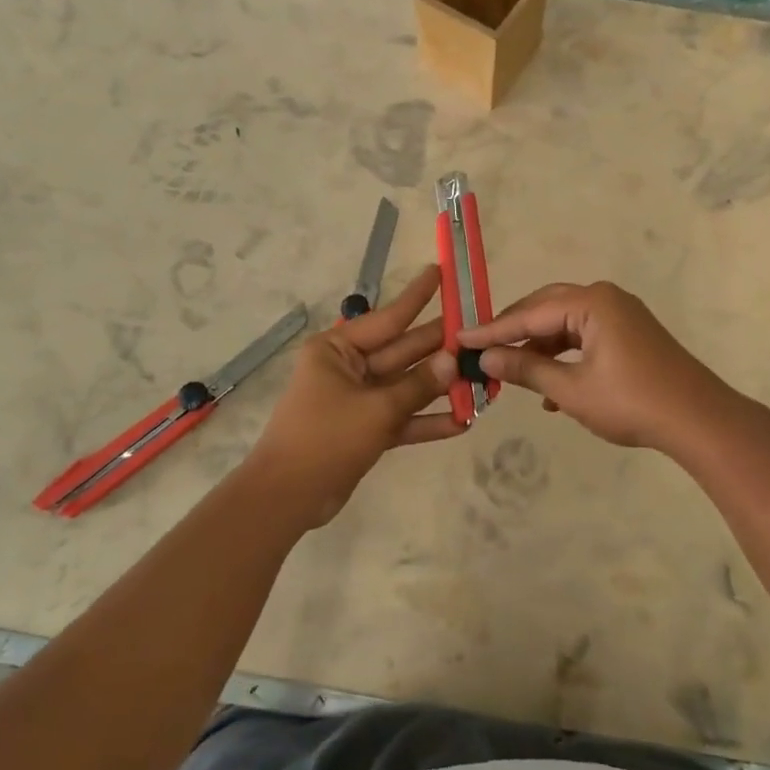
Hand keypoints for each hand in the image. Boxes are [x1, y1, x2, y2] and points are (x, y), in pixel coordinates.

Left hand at [245, 266, 462, 526]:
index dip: (418, 297)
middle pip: (402, 352)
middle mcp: (348, 368)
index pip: (387, 318)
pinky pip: (402, 418)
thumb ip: (418, 385)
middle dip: (440, 347)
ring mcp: (358, 400)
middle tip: (479, 333)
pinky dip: (427, 421)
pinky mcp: (366, 429)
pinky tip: (462, 422)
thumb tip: (454, 361)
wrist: (288, 497)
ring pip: (406, 386)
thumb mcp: (377, 409)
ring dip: (440, 387)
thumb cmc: (326, 438)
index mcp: (338, 349)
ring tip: (481, 378)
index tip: (442, 273)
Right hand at [457, 281, 733, 451]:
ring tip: (512, 375)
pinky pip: (585, 337)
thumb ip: (526, 370)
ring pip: (566, 325)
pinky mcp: (630, 334)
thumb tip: (485, 359)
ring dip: (539, 349)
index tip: (459, 338)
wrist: (698, 420)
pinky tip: (551, 392)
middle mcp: (605, 299)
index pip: (529, 313)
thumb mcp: (571, 390)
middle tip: (481, 350)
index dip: (492, 330)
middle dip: (514, 333)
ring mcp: (621, 315)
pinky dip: (565, 358)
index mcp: (591, 303)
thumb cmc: (631, 402)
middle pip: (546, 309)